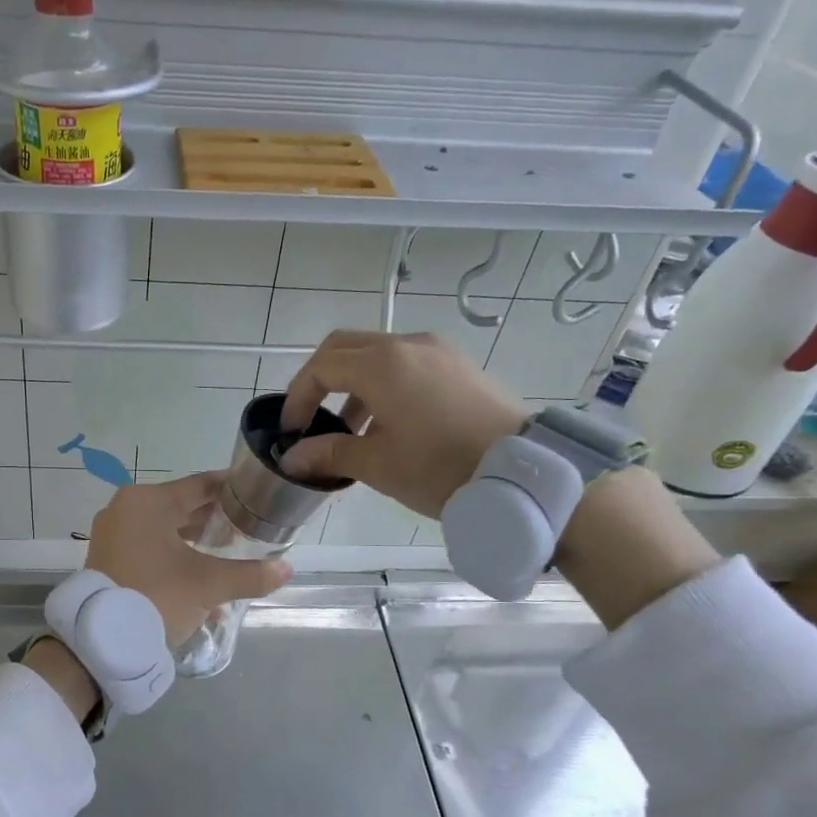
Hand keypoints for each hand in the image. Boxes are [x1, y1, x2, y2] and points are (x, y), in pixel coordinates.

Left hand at [86, 472, 292, 643]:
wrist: (102, 640)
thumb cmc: (157, 596)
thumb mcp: (208, 585)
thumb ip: (250, 574)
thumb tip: (286, 568)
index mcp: (147, 501)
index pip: (200, 485)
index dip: (231, 490)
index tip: (256, 495)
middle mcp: (126, 509)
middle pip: (182, 507)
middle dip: (215, 520)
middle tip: (248, 529)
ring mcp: (113, 535)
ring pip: (166, 530)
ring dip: (196, 542)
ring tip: (229, 555)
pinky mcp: (108, 559)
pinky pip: (150, 548)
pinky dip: (175, 558)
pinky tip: (201, 580)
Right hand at [278, 331, 527, 517]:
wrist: (526, 472)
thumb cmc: (443, 468)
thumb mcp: (379, 466)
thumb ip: (330, 454)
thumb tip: (292, 459)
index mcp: (382, 365)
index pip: (322, 367)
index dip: (298, 397)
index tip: (291, 431)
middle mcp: (408, 344)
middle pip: (345, 347)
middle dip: (319, 380)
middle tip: (310, 417)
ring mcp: (437, 351)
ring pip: (377, 353)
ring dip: (352, 383)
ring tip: (351, 430)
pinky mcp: (458, 365)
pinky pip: (406, 362)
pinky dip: (383, 383)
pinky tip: (388, 423)